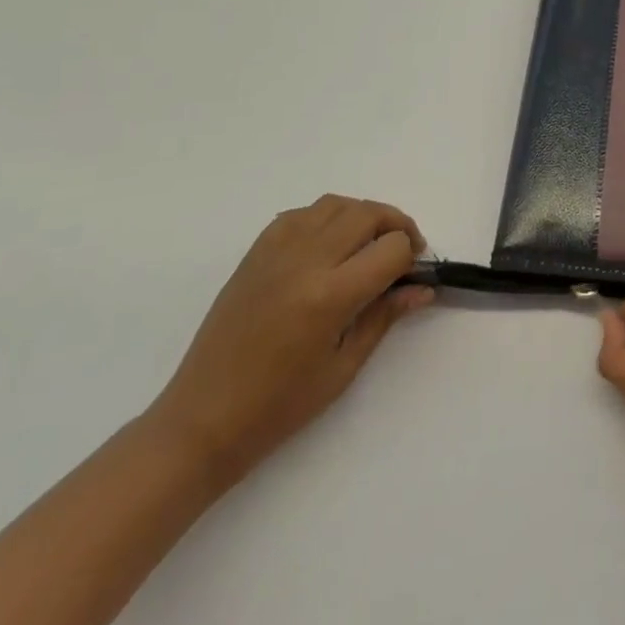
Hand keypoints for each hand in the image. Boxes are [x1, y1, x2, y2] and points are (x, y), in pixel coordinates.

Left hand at [146, 196, 431, 482]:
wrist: (202, 420)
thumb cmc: (278, 407)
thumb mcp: (343, 369)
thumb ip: (384, 317)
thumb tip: (422, 289)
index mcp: (330, 296)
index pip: (391, 249)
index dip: (410, 258)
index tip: (412, 276)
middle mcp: (305, 261)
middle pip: (367, 214)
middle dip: (396, 226)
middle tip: (403, 252)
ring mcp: (276, 251)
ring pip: (335, 204)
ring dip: (362, 216)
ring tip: (369, 243)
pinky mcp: (256, 252)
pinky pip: (302, 214)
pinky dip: (325, 218)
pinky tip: (329, 245)